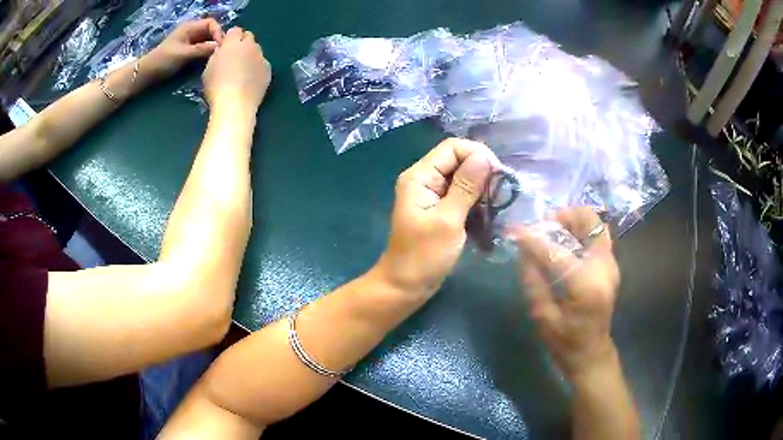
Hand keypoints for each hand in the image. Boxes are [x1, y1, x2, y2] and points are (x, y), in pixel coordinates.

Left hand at [143, 18, 222, 81]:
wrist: (148, 73)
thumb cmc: (163, 61)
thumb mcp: (183, 54)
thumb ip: (201, 49)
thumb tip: (219, 47)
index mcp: (190, 27)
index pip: (211, 24)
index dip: (218, 33)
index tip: (220, 47)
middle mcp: (192, 31)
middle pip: (211, 32)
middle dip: (216, 41)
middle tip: (220, 54)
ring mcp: (190, 41)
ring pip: (207, 41)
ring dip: (212, 48)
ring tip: (215, 59)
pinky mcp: (188, 51)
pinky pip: (202, 49)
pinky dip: (207, 54)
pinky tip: (208, 62)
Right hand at [202, 27, 271, 112]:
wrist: (235, 105)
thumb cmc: (216, 87)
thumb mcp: (209, 68)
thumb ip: (217, 54)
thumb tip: (223, 50)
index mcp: (233, 43)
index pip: (235, 30)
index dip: (230, 38)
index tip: (225, 47)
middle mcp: (250, 46)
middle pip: (248, 37)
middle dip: (242, 43)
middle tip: (234, 57)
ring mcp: (261, 57)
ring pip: (257, 50)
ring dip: (250, 55)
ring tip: (243, 70)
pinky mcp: (268, 70)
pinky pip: (262, 63)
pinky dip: (257, 67)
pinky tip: (250, 80)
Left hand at [376, 138, 498, 298]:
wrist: (405, 287)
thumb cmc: (423, 257)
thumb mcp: (448, 221)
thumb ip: (466, 187)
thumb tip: (484, 156)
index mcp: (420, 176)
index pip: (452, 147)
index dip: (478, 155)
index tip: (498, 176)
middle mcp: (425, 180)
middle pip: (459, 161)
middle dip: (482, 174)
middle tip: (499, 196)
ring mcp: (432, 195)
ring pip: (463, 179)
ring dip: (481, 190)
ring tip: (494, 208)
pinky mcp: (440, 210)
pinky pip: (462, 196)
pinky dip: (476, 203)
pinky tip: (486, 217)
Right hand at [508, 207, 620, 379]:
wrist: (591, 353)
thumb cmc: (565, 343)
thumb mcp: (542, 316)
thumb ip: (533, 280)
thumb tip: (523, 251)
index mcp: (585, 284)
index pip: (556, 250)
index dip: (532, 238)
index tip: (513, 231)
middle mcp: (604, 266)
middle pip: (588, 220)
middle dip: (562, 217)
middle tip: (543, 228)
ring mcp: (611, 263)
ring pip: (595, 223)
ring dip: (572, 221)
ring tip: (552, 233)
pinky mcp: (611, 264)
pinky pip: (597, 235)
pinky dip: (580, 230)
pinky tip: (566, 243)